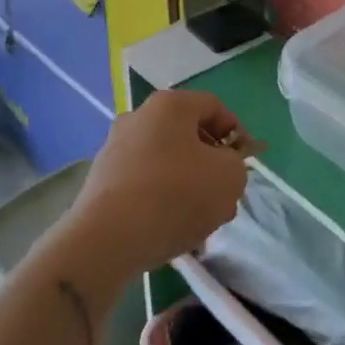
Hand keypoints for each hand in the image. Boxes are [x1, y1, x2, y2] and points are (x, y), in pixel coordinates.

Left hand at [63, 90, 257, 280]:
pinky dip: (160, 198)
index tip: (244, 164)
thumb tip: (223, 167)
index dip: (236, 133)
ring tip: (199, 220)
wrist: (106, 239)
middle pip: (188, 134)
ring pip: (166, 160)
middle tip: (224, 195)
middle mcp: (139, 116)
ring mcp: (115, 147)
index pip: (214, 107)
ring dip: (188, 184)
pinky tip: (169, 228)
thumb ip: (237, 165)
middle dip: (211, 164)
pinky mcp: (101, 179)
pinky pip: (143, 181)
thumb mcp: (229, 178)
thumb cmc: (175, 195)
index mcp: (170, 105)